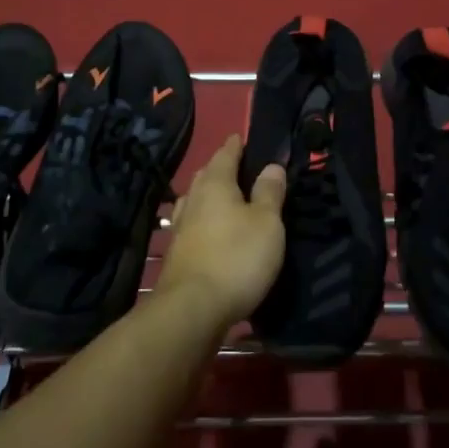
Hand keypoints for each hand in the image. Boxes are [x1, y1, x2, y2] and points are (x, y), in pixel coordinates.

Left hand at [157, 135, 286, 326]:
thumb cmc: (236, 258)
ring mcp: (180, 228)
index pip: (225, 155)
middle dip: (220, 169)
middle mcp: (193, 200)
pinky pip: (191, 225)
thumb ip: (269, 192)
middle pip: (206, 176)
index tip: (241, 137)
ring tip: (225, 198)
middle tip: (237, 167)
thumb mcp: (267, 223)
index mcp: (216, 185)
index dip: (235, 146)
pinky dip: (202, 220)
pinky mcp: (176, 254)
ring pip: (195, 201)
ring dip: (209, 195)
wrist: (192, 310)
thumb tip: (271, 165)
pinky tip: (209, 231)